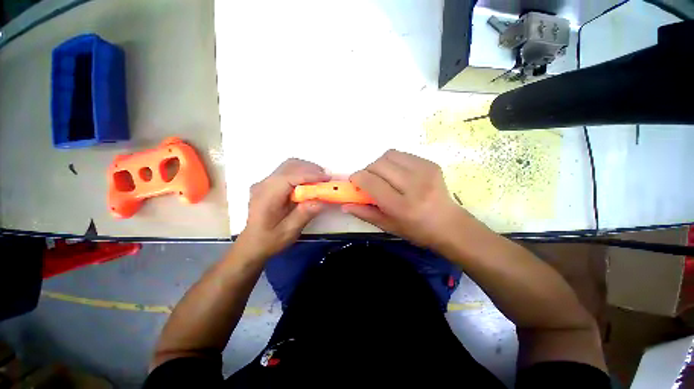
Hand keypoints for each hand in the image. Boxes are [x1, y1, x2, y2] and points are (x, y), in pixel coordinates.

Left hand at [237, 159, 328, 259]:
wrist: (251, 245)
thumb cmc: (269, 240)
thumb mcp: (288, 232)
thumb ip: (304, 215)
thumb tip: (320, 201)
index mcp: (267, 195)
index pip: (290, 176)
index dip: (310, 175)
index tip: (327, 179)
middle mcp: (264, 184)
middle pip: (289, 165)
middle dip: (310, 169)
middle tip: (326, 179)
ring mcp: (265, 183)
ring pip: (289, 166)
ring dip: (306, 169)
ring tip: (320, 180)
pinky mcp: (270, 185)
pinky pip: (287, 172)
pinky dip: (301, 173)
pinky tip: (309, 183)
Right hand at [344, 150, 479, 249]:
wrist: (449, 224)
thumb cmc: (417, 231)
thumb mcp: (388, 226)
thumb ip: (365, 213)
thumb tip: (344, 205)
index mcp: (401, 206)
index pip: (371, 182)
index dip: (357, 178)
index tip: (355, 182)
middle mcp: (414, 185)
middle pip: (378, 164)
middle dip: (368, 171)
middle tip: (370, 182)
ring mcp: (425, 171)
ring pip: (389, 155)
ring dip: (380, 164)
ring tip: (384, 177)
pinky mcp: (430, 164)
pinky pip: (402, 155)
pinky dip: (393, 162)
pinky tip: (398, 174)